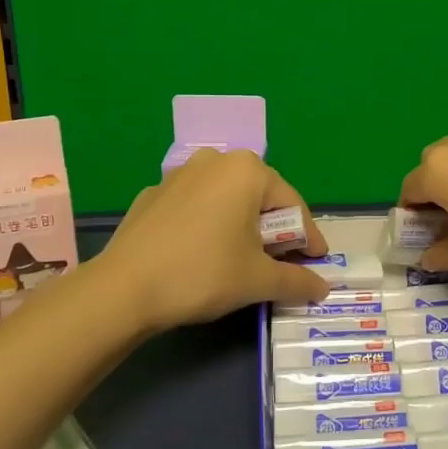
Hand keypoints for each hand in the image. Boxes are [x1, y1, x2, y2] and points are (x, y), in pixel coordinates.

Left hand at [99, 149, 330, 333]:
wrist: (124, 288)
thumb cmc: (204, 273)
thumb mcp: (258, 280)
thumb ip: (297, 280)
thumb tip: (323, 288)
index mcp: (247, 170)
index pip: (292, 205)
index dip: (309, 238)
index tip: (317, 263)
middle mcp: (215, 161)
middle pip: (260, 198)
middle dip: (275, 231)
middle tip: (282, 264)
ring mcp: (179, 175)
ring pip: (226, 200)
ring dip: (242, 226)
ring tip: (244, 260)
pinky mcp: (153, 195)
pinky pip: (197, 207)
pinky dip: (210, 226)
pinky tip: (204, 255)